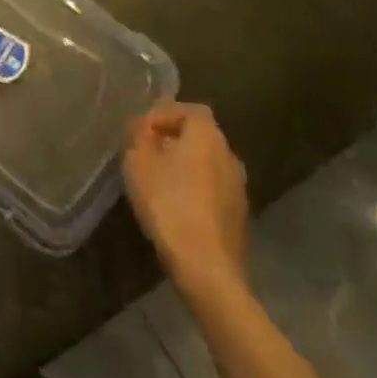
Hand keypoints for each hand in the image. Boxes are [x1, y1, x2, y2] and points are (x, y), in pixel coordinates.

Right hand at [123, 101, 249, 298]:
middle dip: (172, 140)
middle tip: (145, 153)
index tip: (141, 131)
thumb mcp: (138, 161)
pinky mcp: (239, 215)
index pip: (188, 110)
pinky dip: (195, 188)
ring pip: (207, 163)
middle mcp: (229, 155)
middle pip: (199, 135)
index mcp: (207, 135)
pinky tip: (176, 206)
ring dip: (184, 165)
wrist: (207, 267)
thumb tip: (142, 125)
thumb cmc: (169, 204)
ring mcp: (239, 187)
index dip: (163, 114)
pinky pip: (213, 188)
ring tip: (157, 180)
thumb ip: (138, 134)